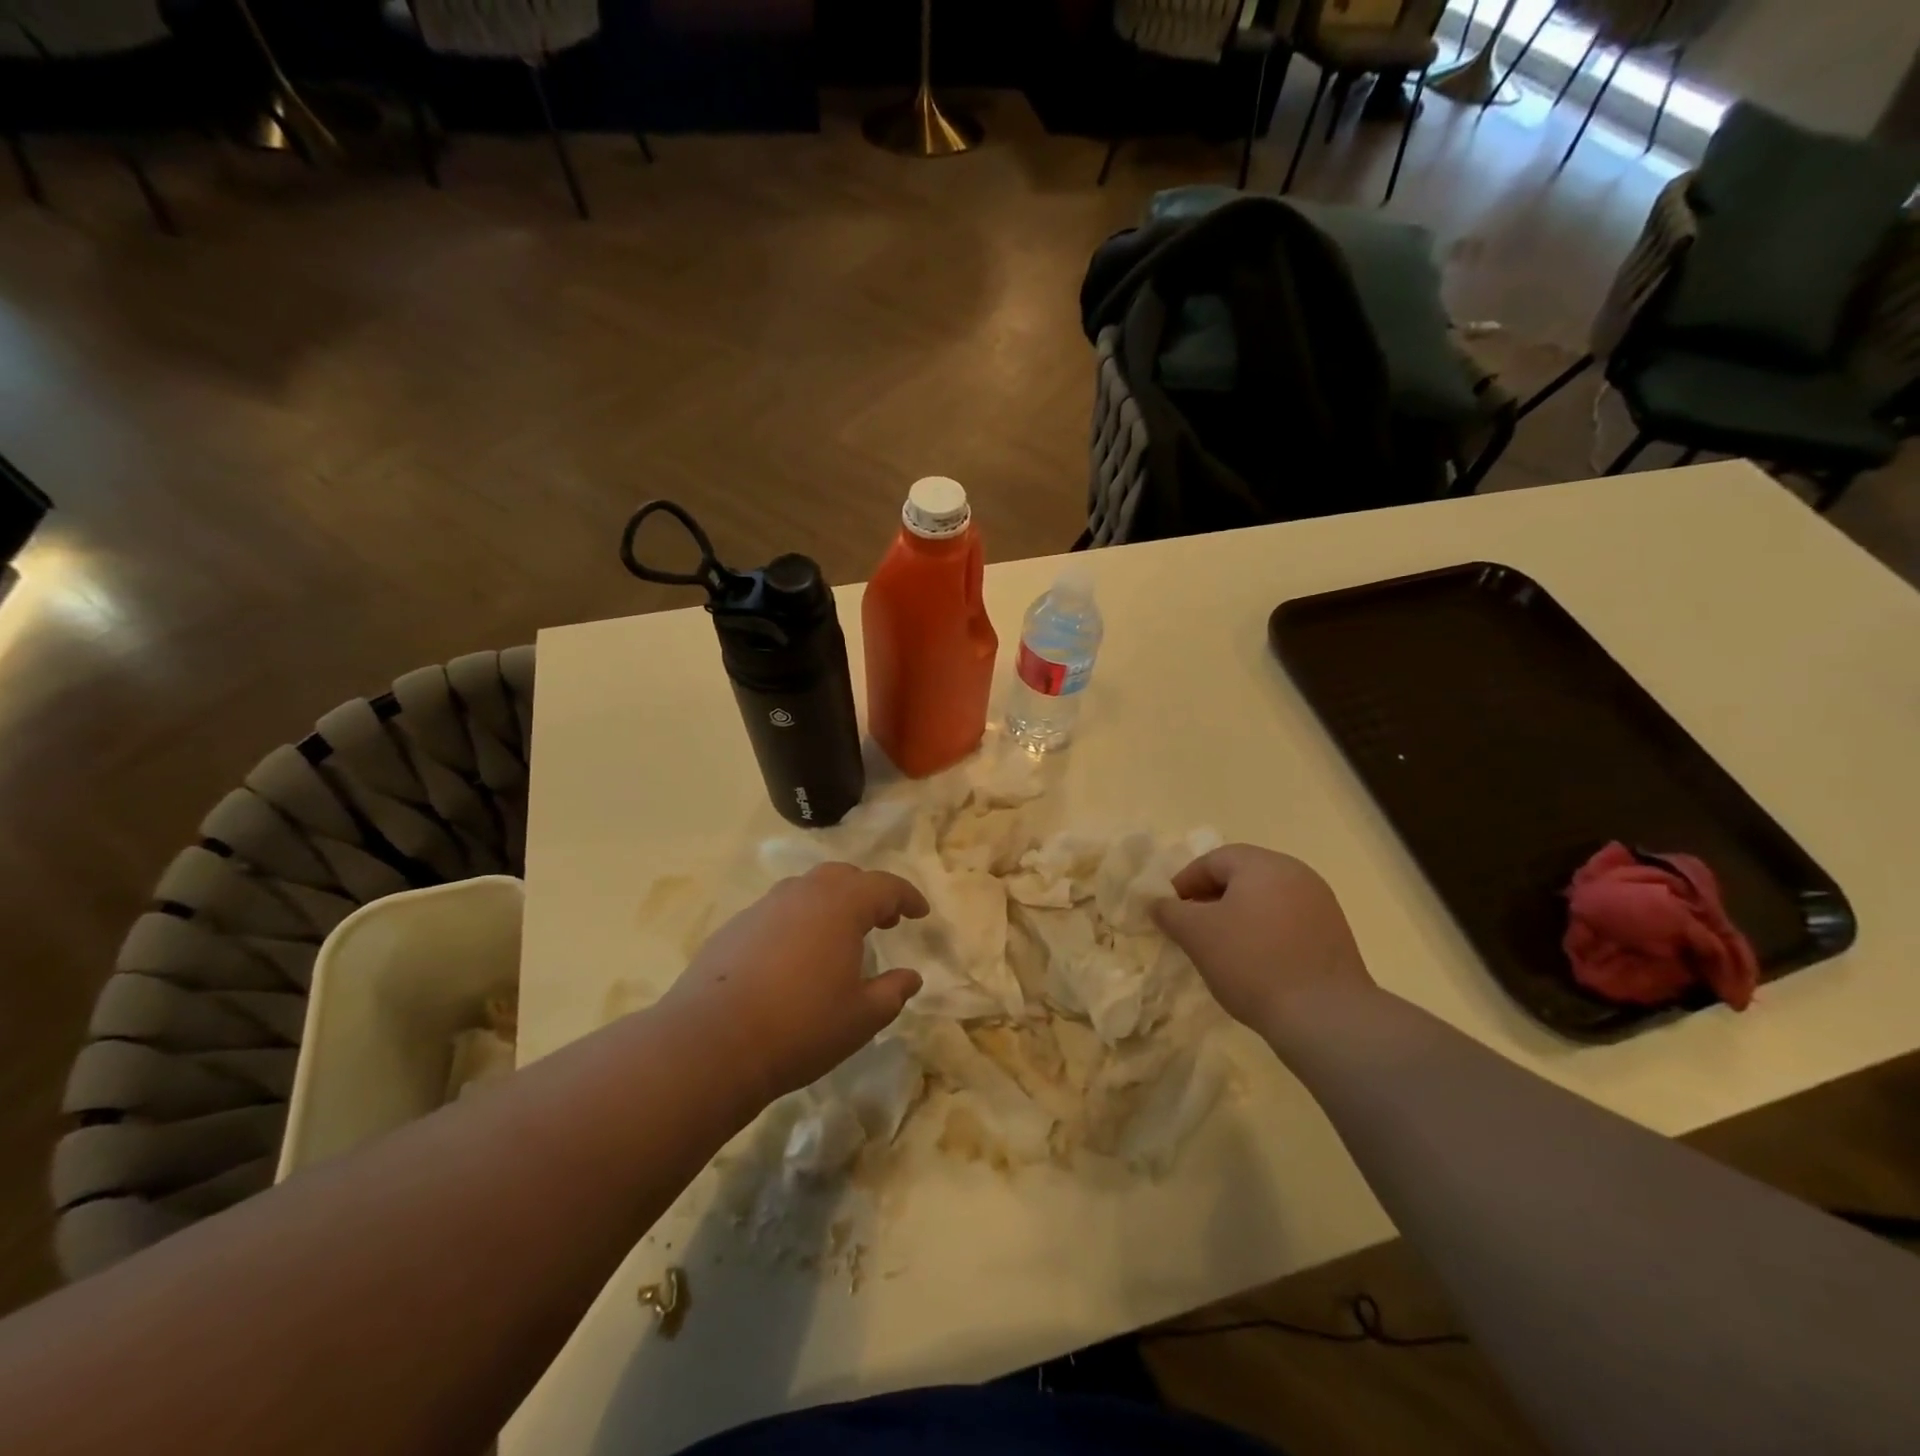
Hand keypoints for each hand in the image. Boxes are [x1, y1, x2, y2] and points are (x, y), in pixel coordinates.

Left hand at [658, 862, 927, 1103]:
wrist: (711, 1043)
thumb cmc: (801, 1027)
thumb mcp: (862, 1018)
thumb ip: (893, 992)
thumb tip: (911, 977)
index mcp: (841, 905)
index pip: (884, 885)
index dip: (907, 896)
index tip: (920, 913)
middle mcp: (802, 893)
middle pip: (844, 877)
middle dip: (869, 893)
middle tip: (883, 921)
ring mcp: (763, 907)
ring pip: (807, 890)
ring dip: (831, 904)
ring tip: (839, 937)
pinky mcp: (734, 927)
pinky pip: (778, 911)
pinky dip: (798, 921)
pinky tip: (795, 957)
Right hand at [1152, 844, 1375, 1035]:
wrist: (1325, 1016)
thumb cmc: (1252, 962)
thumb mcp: (1196, 935)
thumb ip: (1170, 911)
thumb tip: (1157, 902)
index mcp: (1263, 864)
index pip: (1212, 860)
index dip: (1184, 883)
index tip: (1169, 912)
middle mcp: (1296, 873)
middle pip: (1241, 876)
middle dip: (1210, 899)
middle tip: (1191, 928)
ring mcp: (1320, 903)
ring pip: (1264, 900)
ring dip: (1237, 917)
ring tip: (1220, 948)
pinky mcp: (1334, 934)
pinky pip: (1287, 921)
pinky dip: (1263, 933)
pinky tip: (1254, 963)